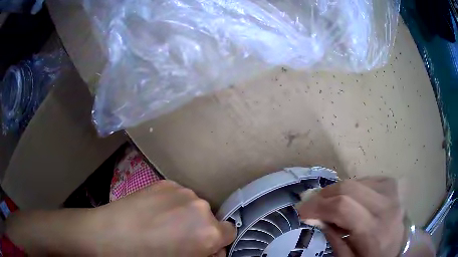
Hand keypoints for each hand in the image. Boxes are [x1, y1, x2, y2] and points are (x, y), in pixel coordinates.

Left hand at [6, 180, 235, 255]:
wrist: (110, 235)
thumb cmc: (147, 256)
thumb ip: (205, 254)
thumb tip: (212, 248)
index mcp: (209, 232)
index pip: (229, 232)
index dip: (216, 242)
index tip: (202, 248)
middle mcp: (201, 206)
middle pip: (211, 218)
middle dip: (200, 229)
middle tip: (179, 238)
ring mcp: (181, 190)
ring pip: (193, 205)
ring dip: (186, 215)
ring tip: (163, 224)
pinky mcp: (164, 182)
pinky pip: (178, 195)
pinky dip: (172, 203)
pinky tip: (154, 212)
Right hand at [296, 177, 404, 256]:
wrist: (400, 245)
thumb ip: (333, 238)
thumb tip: (315, 217)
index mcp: (375, 231)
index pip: (343, 207)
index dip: (318, 206)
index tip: (302, 210)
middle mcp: (386, 206)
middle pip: (348, 189)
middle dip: (323, 195)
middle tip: (311, 205)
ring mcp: (391, 191)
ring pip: (355, 182)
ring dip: (336, 192)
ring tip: (328, 204)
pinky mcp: (392, 184)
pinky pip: (364, 180)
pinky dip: (351, 188)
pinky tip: (348, 199)